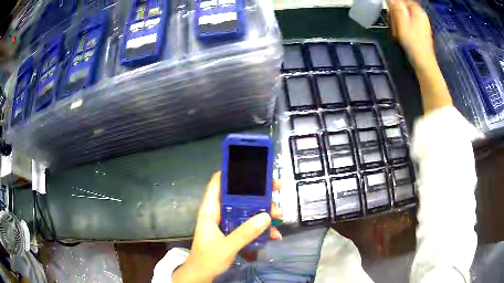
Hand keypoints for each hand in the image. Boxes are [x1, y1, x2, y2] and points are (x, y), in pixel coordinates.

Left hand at [172, 172, 281, 282]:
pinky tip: (273, 235)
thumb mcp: (226, 246)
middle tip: (276, 188)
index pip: (218, 183)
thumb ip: (245, 233)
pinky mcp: (233, 232)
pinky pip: (249, 224)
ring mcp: (227, 222)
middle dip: (258, 193)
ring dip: (263, 211)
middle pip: (238, 195)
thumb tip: (266, 216)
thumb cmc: (207, 259)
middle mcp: (219, 212)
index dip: (232, 172)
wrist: (202, 274)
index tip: (253, 168)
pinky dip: (261, 228)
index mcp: (210, 210)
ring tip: (278, 216)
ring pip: (246, 209)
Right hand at [389, 0, 434, 70]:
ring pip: (406, 16)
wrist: (424, 63)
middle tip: (393, 24)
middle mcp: (421, 15)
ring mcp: (422, 24)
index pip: (402, 0)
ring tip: (398, 32)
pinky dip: (404, 28)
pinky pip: (410, 24)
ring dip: (399, 22)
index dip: (394, 5)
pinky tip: (402, 36)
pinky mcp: (422, 32)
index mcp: (417, 10)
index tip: (390, 13)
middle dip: (396, 14)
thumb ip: (396, 8)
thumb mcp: (401, 23)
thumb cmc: (413, 42)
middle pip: (404, 8)